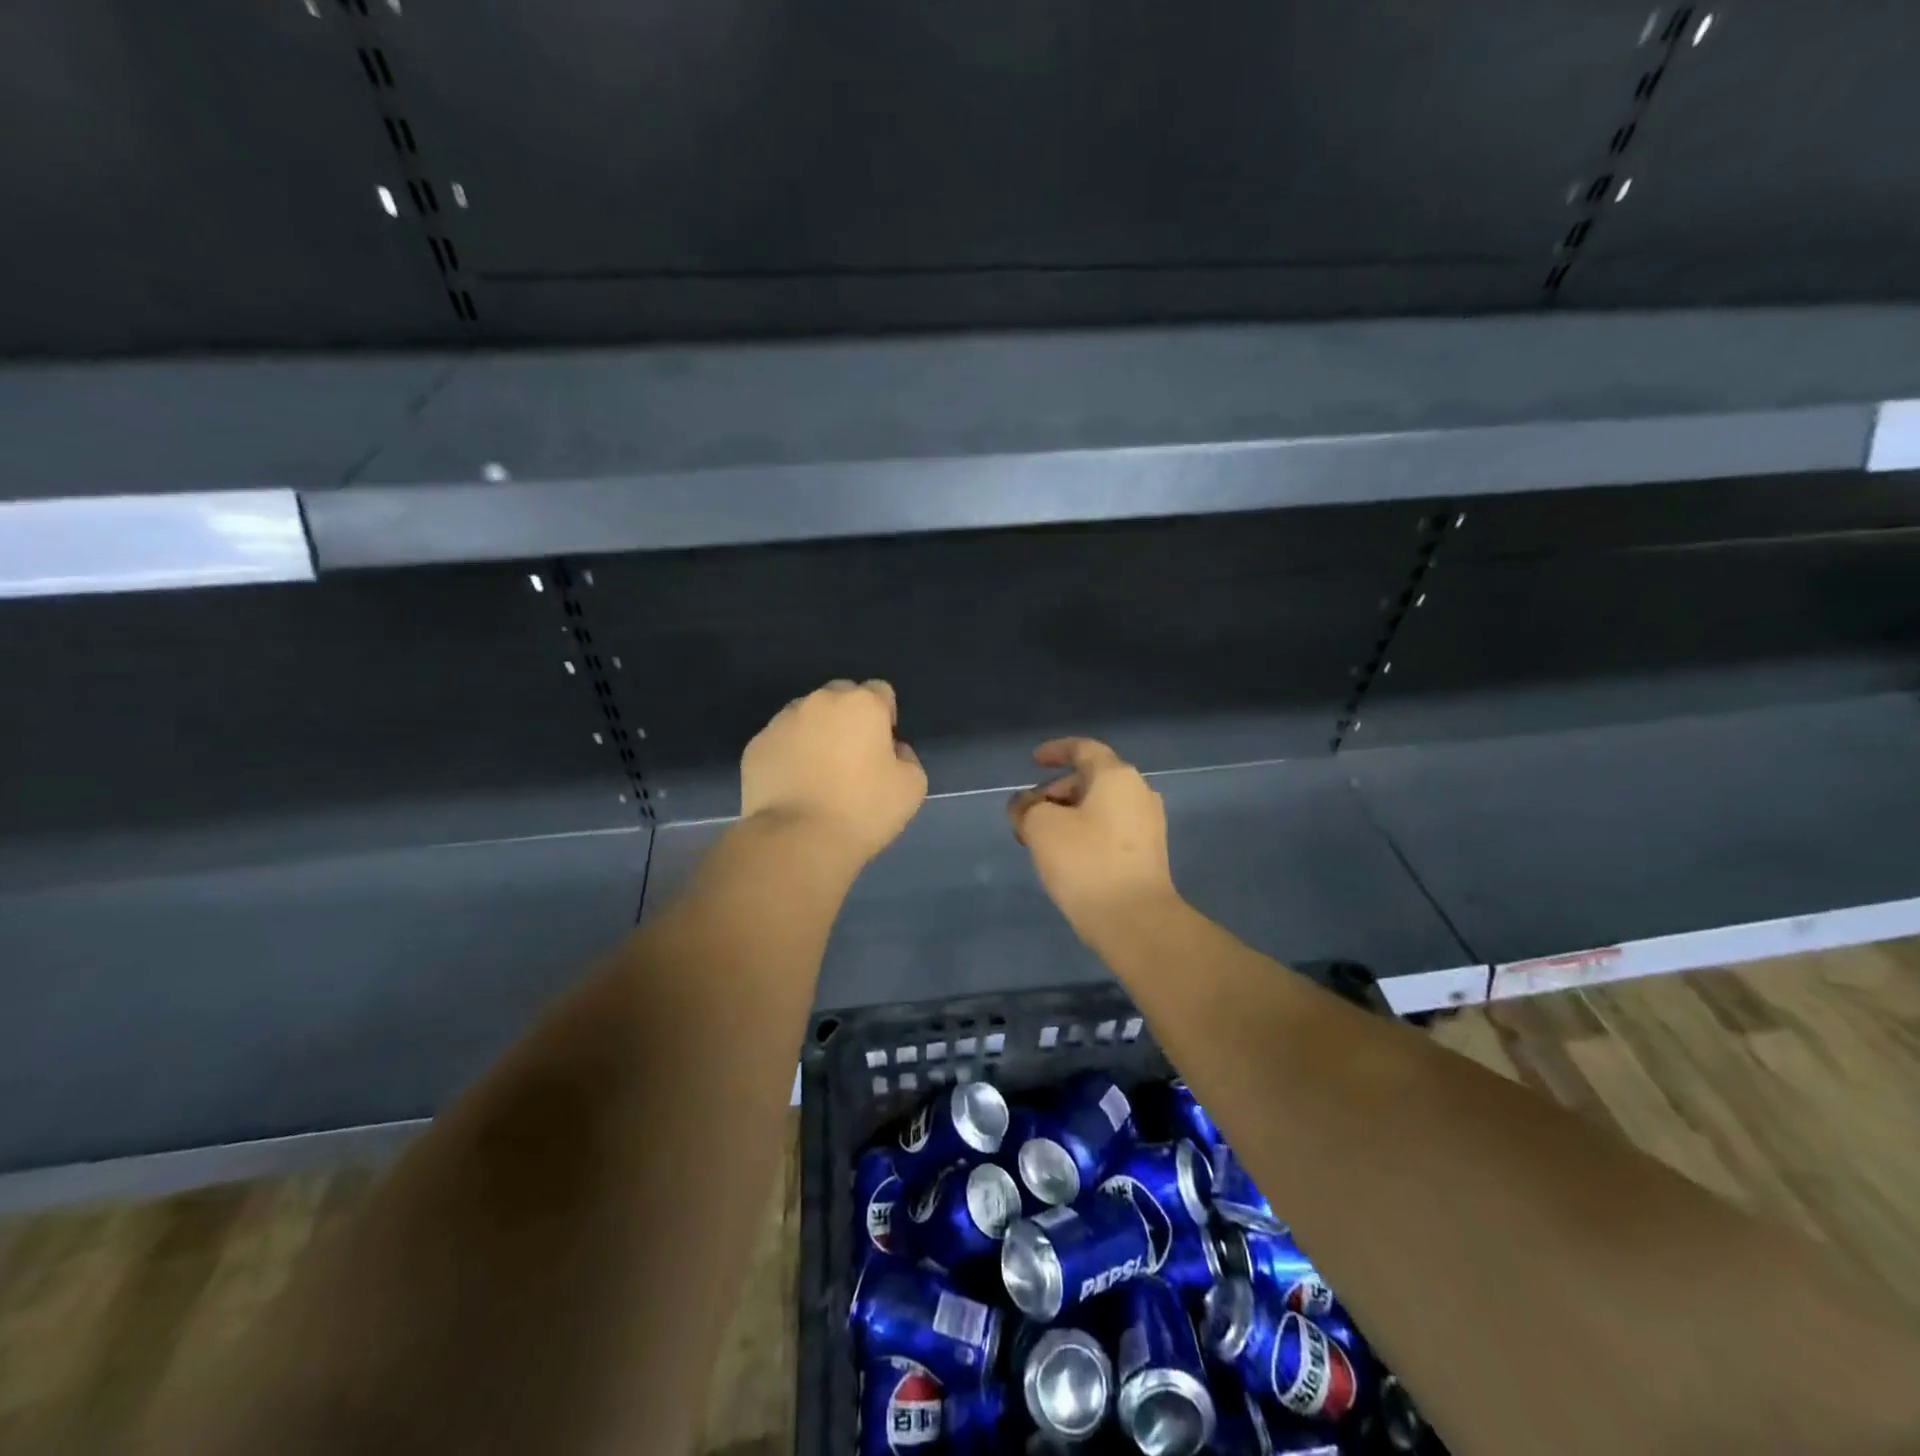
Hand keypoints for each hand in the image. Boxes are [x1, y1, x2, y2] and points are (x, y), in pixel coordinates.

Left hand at [741, 680, 927, 864]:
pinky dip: (788, 754)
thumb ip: (907, 757)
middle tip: (851, 758)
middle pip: (840, 697)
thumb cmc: (863, 810)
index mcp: (862, 704)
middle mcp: (820, 701)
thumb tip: (892, 750)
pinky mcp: (756, 745)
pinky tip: (794, 786)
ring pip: (806, 716)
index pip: (880, 691)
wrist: (798, 840)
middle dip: (848, 718)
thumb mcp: (912, 787)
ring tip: (818, 773)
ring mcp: (782, 721)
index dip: (885, 716)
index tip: (883, 747)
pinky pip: (780, 741)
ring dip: (816, 733)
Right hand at [1007, 738, 1178, 933]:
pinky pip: (1110, 830)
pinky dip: (1085, 833)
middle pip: (1091, 779)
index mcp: (1117, 776)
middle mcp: (1139, 793)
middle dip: (1055, 791)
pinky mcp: (1148, 854)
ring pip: (1100, 807)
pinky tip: (1065, 858)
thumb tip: (1025, 805)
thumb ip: (1026, 807)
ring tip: (1040, 840)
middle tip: (1028, 814)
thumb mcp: (1041, 827)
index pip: (1083, 749)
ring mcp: (1148, 825)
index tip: (1033, 761)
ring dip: (1068, 815)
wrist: (1135, 920)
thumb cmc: (1086, 862)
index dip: (1055, 751)